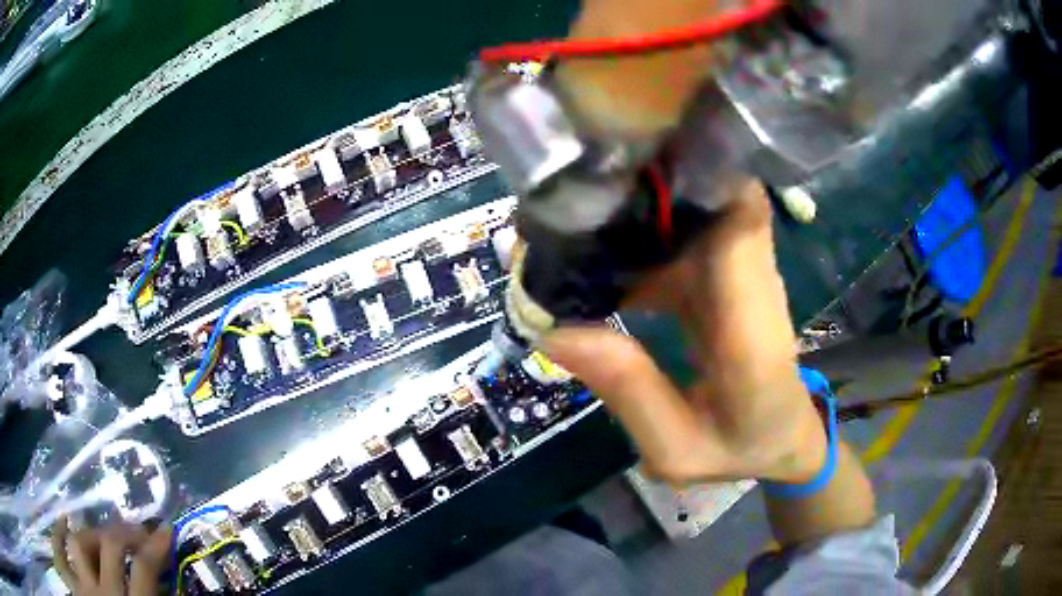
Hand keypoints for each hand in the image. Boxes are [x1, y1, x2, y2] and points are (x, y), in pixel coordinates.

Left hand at [51, 517, 171, 595]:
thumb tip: (169, 587)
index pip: (144, 568)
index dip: (156, 546)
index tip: (166, 531)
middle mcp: (107, 593)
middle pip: (109, 546)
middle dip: (125, 532)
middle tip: (138, 531)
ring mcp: (87, 587)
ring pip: (79, 543)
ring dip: (94, 536)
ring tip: (105, 538)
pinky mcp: (80, 586)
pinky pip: (71, 556)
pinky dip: (77, 550)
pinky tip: (86, 551)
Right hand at [541, 182, 826, 485]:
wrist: (783, 439)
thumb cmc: (739, 451)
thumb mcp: (677, 451)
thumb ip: (629, 394)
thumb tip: (553, 331)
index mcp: (753, 331)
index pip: (741, 220)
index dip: (695, 175)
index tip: (626, 159)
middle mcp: (752, 284)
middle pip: (710, 198)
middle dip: (644, 181)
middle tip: (568, 189)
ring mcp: (738, 274)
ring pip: (692, 211)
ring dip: (635, 203)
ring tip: (568, 214)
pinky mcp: (723, 276)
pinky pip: (680, 237)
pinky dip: (637, 232)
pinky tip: (593, 247)